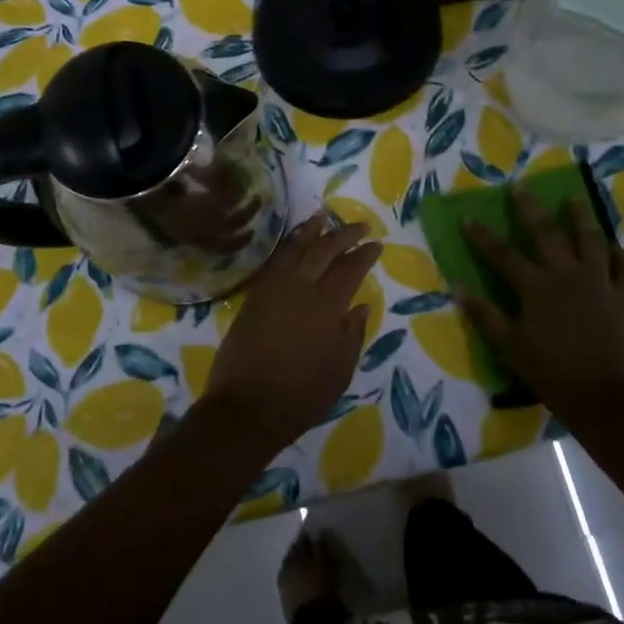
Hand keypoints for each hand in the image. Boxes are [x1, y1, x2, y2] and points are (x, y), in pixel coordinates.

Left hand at [205, 214, 381, 450]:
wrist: (246, 407)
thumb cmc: (301, 396)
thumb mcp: (340, 371)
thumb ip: (352, 334)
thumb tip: (359, 305)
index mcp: (326, 306)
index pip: (350, 268)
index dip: (365, 254)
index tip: (377, 243)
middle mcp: (300, 288)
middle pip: (324, 250)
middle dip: (344, 234)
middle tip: (360, 226)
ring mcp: (273, 289)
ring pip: (295, 248)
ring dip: (311, 230)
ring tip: (323, 216)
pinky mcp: (254, 296)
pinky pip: (275, 261)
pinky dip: (288, 247)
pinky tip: (294, 243)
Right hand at [461, 187, 623, 414]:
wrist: (599, 394)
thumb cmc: (548, 370)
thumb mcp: (508, 345)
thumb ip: (484, 314)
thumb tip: (457, 287)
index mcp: (536, 286)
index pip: (502, 255)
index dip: (483, 237)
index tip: (469, 218)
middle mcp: (566, 275)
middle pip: (547, 233)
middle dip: (530, 209)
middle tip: (521, 186)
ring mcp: (597, 283)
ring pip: (590, 241)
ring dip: (581, 218)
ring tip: (574, 200)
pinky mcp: (620, 298)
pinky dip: (620, 258)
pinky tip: (614, 249)